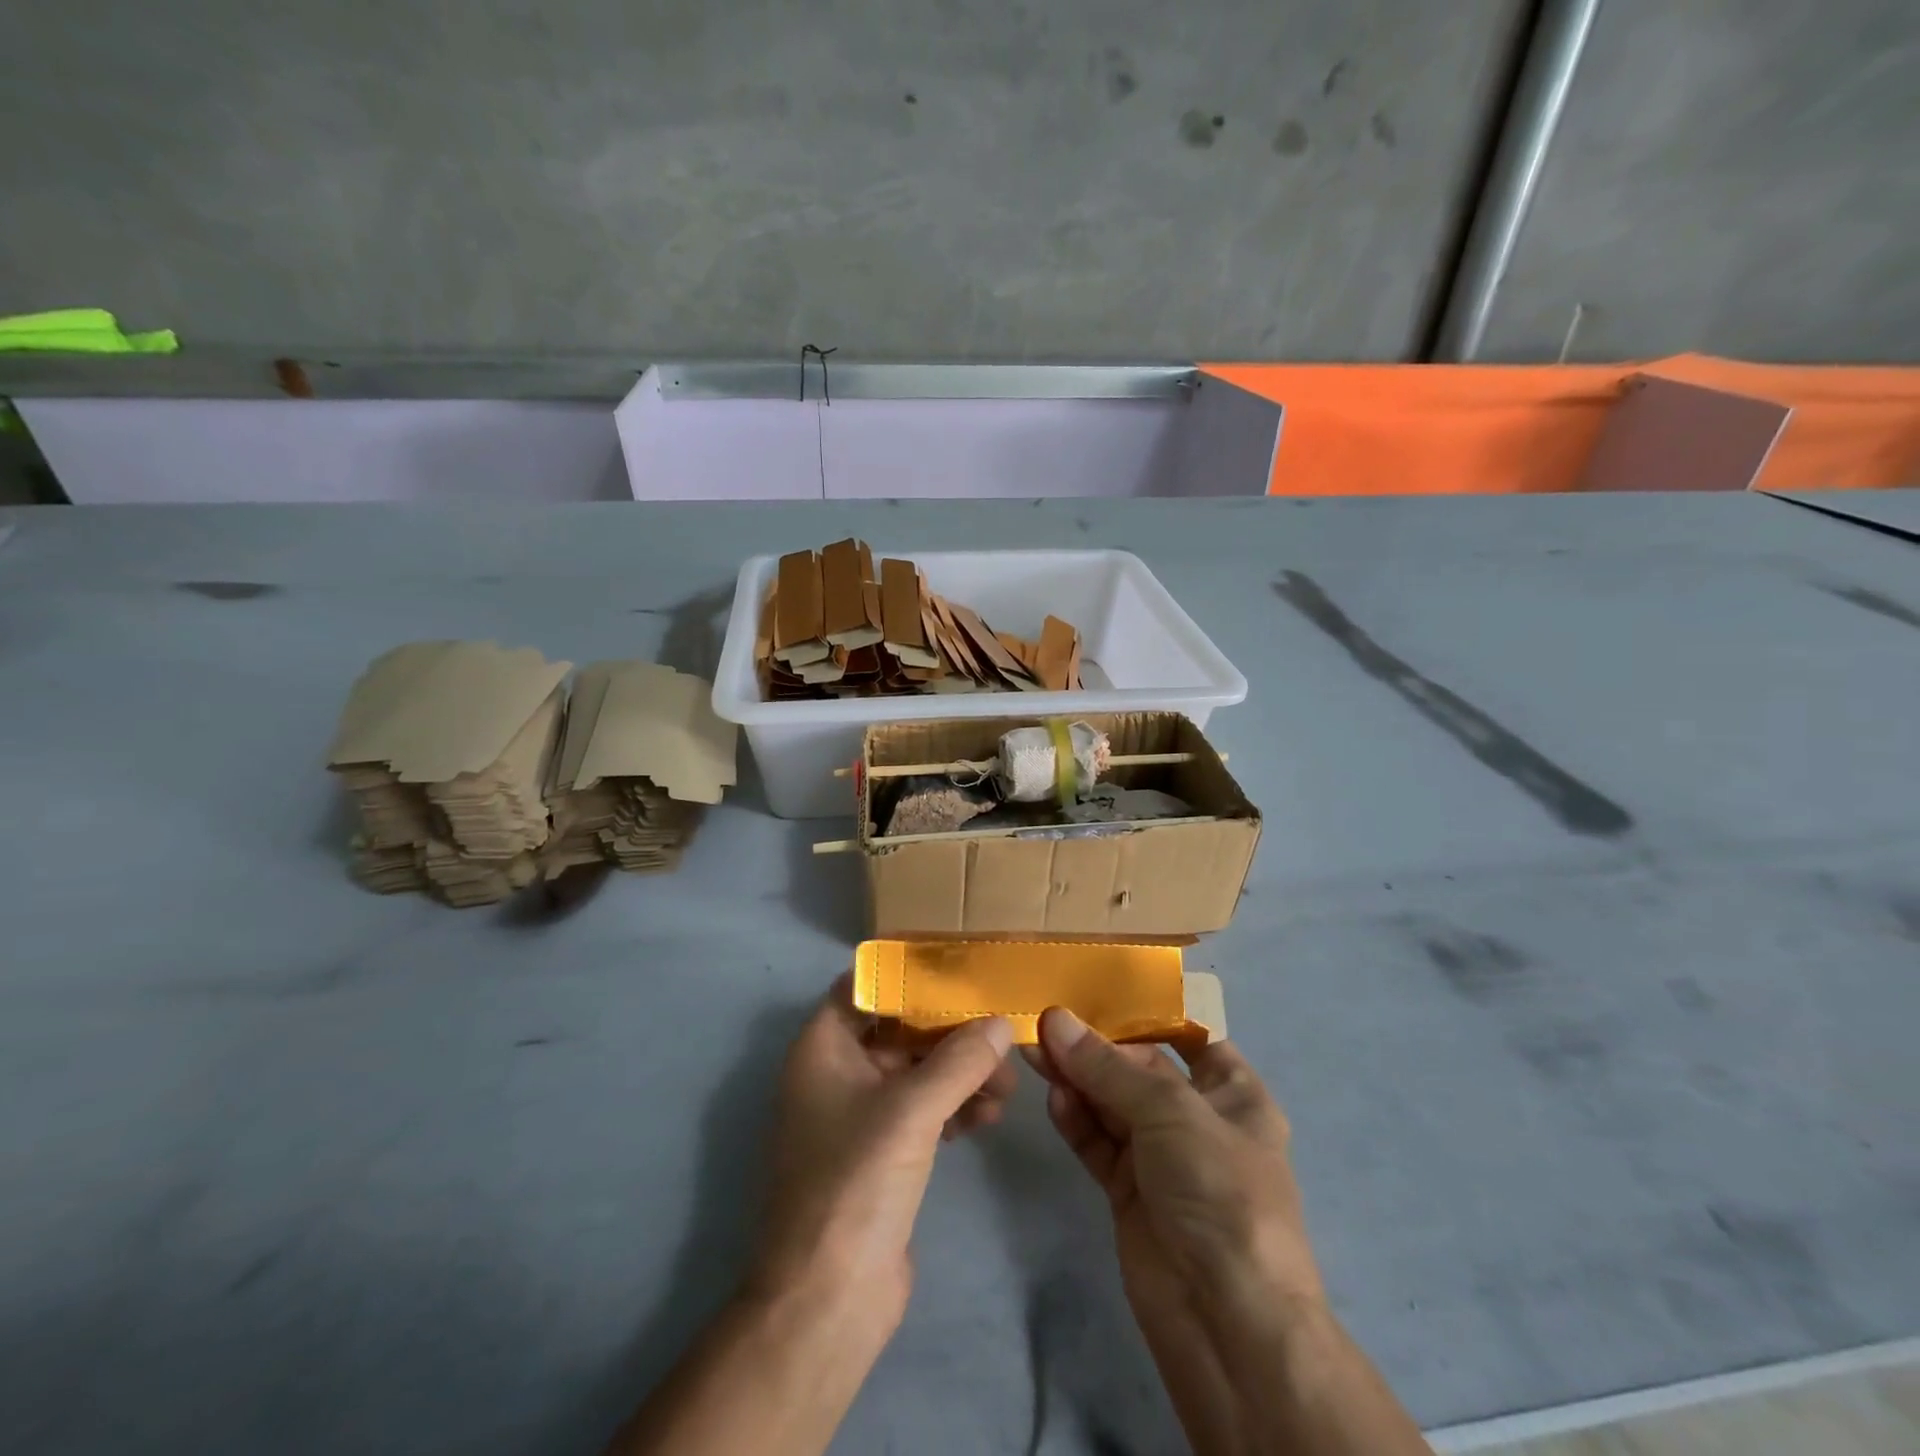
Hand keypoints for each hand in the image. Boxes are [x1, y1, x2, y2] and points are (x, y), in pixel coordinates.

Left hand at [751, 975, 1016, 1334]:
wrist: (826, 1301)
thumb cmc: (856, 1183)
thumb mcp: (911, 1109)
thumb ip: (960, 1060)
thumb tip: (1000, 1022)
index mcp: (823, 1047)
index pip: (866, 986)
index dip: (910, 975)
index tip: (961, 969)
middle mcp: (836, 1072)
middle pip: (900, 1029)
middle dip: (951, 1033)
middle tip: (1000, 1038)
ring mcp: (858, 1115)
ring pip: (916, 1072)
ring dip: (959, 1073)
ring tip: (1005, 1089)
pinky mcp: (881, 1153)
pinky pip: (922, 1110)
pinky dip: (953, 1106)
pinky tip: (988, 1117)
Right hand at [1026, 1008, 1325, 1452]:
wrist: (1227, 1321)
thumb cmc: (1219, 1191)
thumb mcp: (1170, 1112)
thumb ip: (1106, 1067)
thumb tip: (1055, 1019)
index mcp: (1233, 1094)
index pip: (1189, 1038)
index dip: (1147, 1015)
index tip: (1096, 991)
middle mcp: (1197, 1119)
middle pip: (1139, 1069)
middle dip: (1096, 1048)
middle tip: (1045, 1024)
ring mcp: (1161, 1157)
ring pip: (1111, 1104)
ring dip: (1077, 1079)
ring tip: (1036, 1052)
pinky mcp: (1129, 1190)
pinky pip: (1098, 1142)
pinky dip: (1076, 1120)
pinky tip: (1054, 1098)